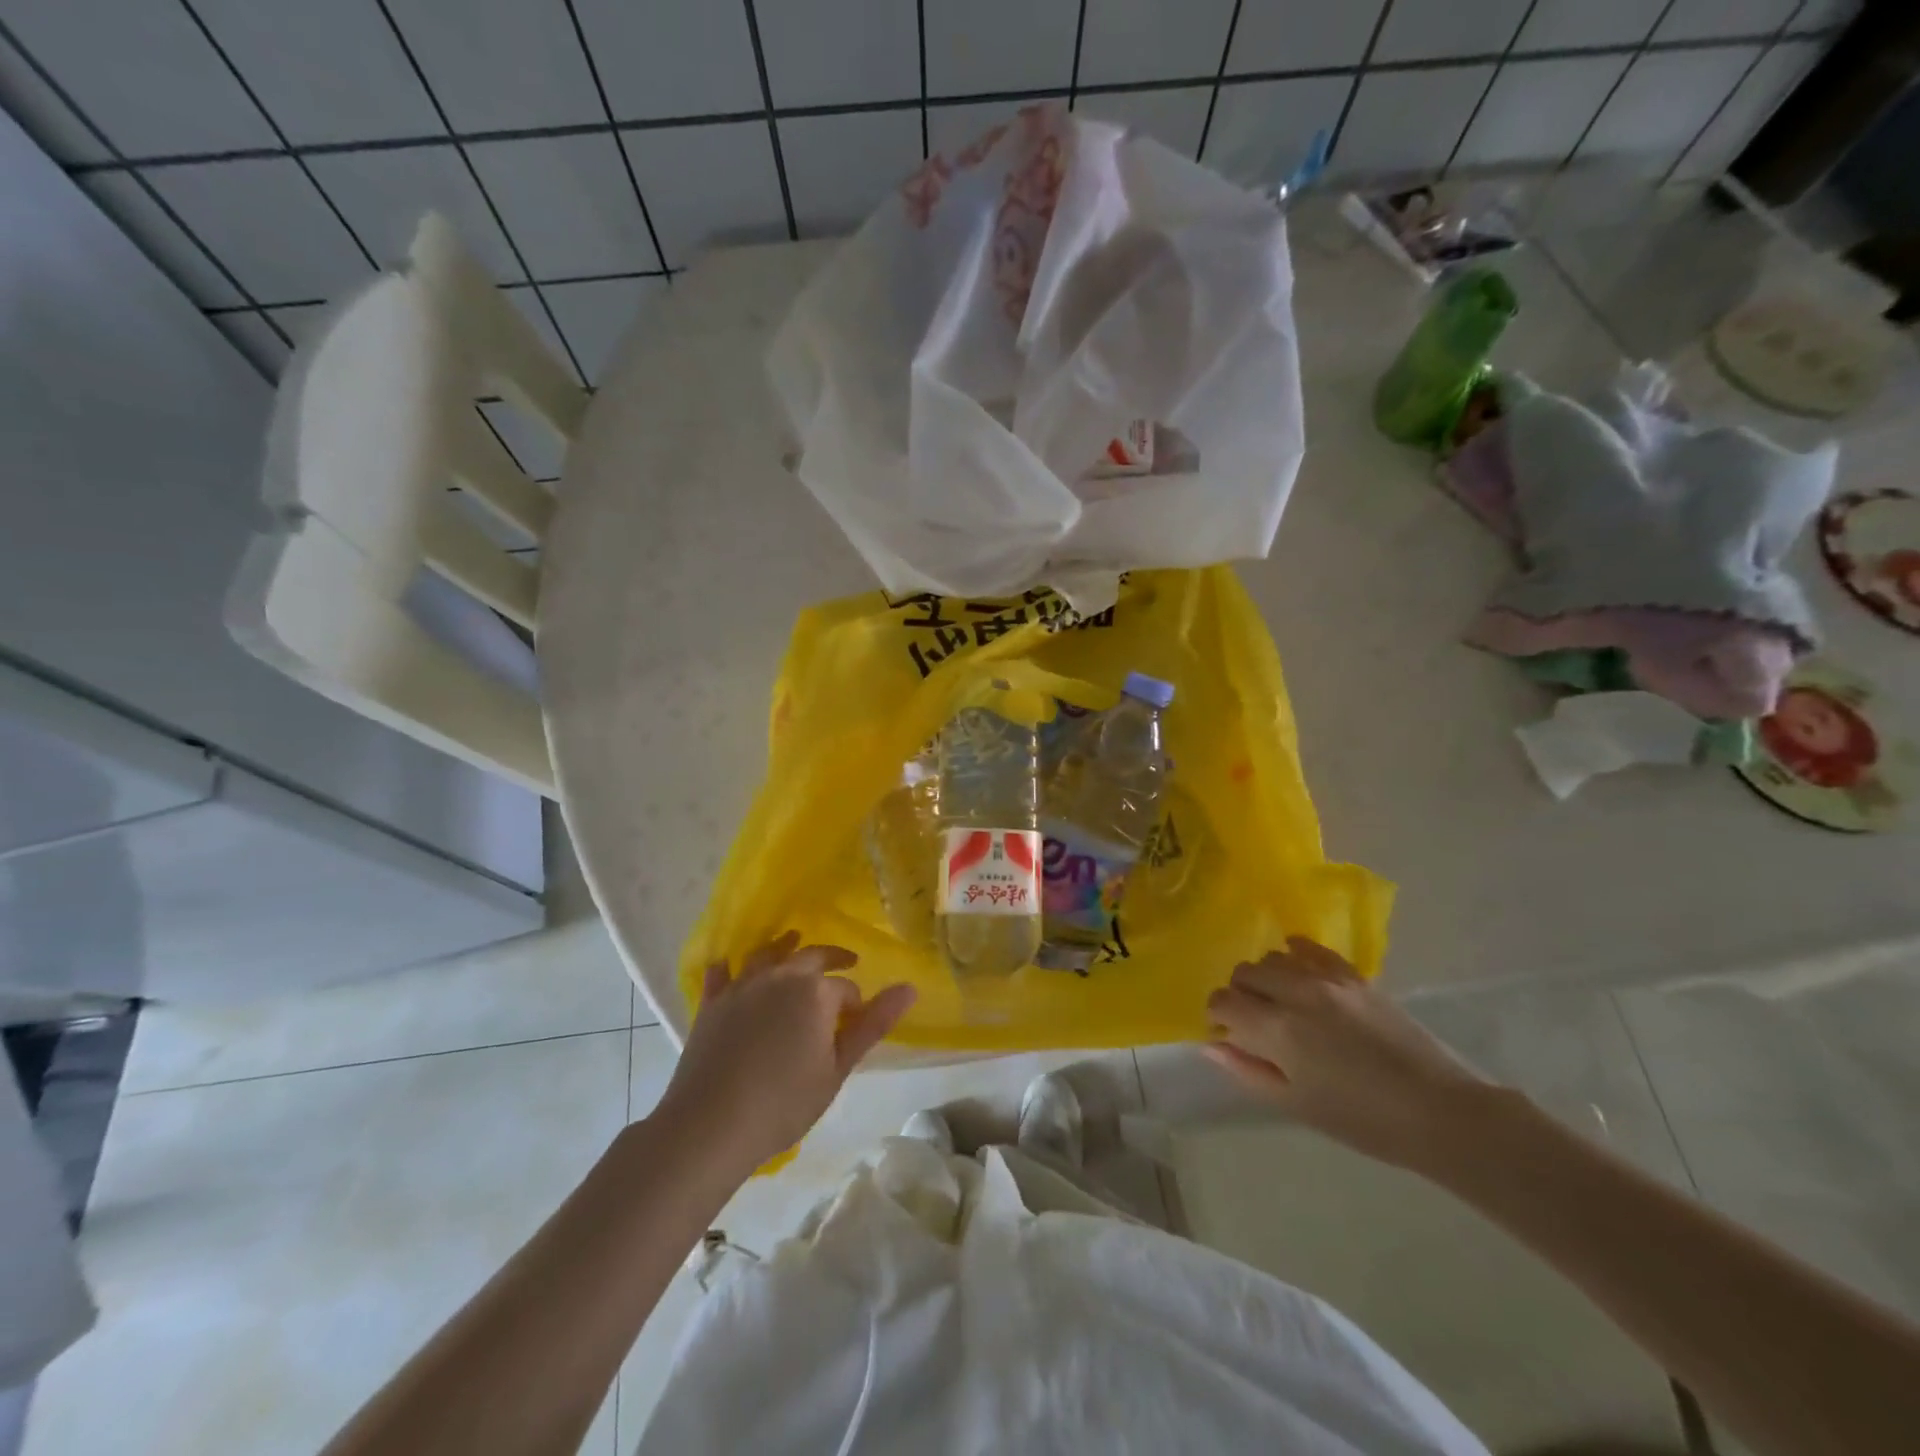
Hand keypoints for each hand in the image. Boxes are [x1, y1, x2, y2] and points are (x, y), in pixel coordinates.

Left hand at [653, 933, 915, 1172]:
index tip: (856, 1020)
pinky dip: (729, 966)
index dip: (855, 1003)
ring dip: (784, 946)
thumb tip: (909, 988)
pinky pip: (721, 974)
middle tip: (845, 962)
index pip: (845, 988)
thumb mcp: (838, 1068)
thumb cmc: (784, 1102)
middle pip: (811, 956)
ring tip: (793, 942)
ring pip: (768, 954)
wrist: (711, 1124)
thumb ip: (873, 1024)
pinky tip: (729, 964)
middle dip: (831, 958)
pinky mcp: (712, 1002)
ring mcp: (742, 986)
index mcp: (816, 991)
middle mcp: (780, 976)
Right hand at [1205, 938, 1491, 1170]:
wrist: (1440, 1111)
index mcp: (1277, 1030)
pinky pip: (1311, 949)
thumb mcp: (1296, 1104)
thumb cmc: (1362, 1120)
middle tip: (1254, 1021)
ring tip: (1281, 1002)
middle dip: (1240, 994)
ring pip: (1273, 957)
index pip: (1224, 1001)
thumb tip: (1212, 1046)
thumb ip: (1248, 1070)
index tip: (1228, 1033)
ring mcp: (1327, 980)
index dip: (1218, 1015)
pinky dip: (1295, 953)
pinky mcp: (1354, 976)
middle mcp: (1296, 993)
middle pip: (1244, 973)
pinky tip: (1297, 967)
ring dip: (1266, 976)